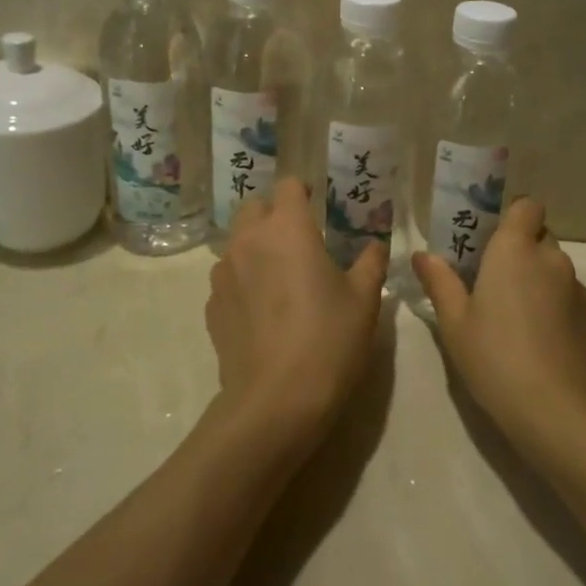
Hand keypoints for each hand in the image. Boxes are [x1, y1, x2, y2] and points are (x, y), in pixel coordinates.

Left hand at [205, 179, 388, 452]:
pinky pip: (227, 278)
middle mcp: (249, 240)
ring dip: (256, 247)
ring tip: (279, 278)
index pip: (288, 185)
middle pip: (254, 206)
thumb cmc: (329, 339)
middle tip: (299, 240)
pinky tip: (262, 312)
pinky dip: (243, 281)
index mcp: (288, 228)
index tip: (317, 206)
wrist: (276, 400)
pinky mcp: (211, 305)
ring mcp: (223, 273)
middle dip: (274, 214)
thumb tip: (374, 246)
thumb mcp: (365, 299)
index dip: (303, 191)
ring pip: (237, 242)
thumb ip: (370, 262)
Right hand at [412, 199, 585, 462]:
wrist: (556, 409)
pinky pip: (566, 293)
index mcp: (515, 249)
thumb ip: (439, 282)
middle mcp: (550, 258)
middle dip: (518, 249)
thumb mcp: (454, 322)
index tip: (488, 239)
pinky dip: (552, 303)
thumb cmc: (495, 357)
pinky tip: (534, 338)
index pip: (527, 206)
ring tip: (511, 314)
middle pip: (538, 235)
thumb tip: (422, 255)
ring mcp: (575, 287)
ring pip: (553, 266)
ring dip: (535, 277)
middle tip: (489, 279)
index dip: (511, 216)